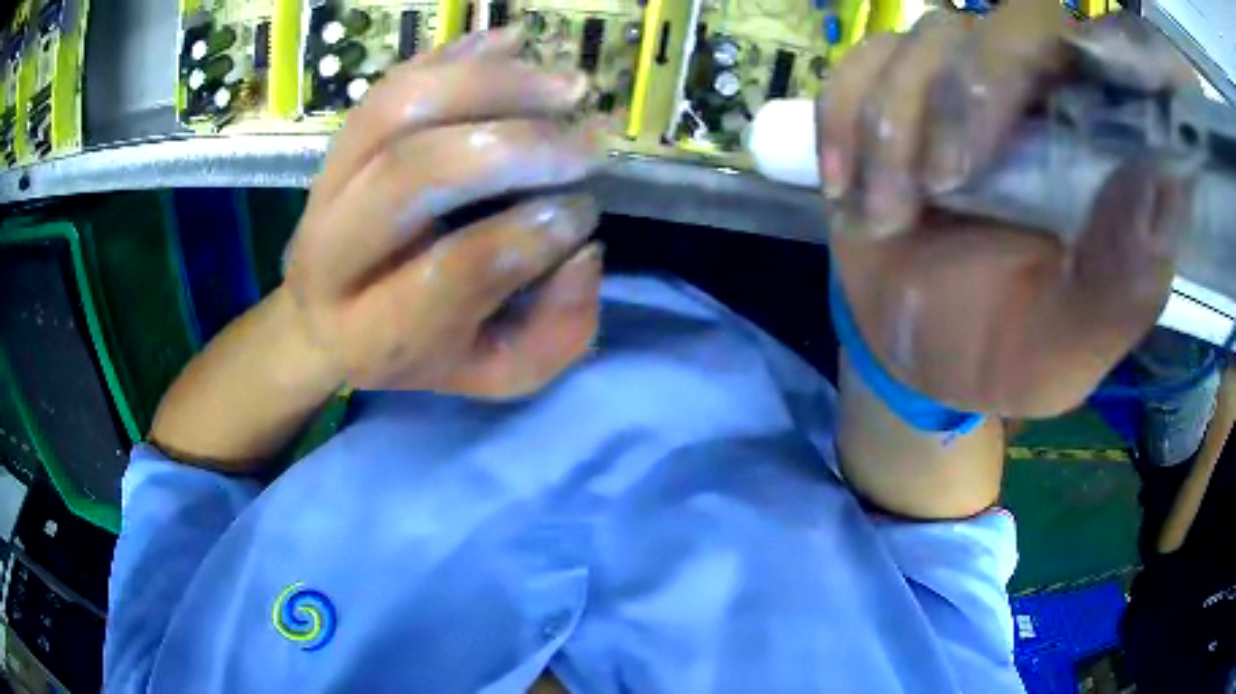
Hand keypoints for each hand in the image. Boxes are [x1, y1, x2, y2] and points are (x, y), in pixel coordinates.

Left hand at [284, 28, 604, 397]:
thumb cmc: (416, 354)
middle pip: (412, 173)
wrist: (325, 319)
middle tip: (589, 142)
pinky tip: (513, 44)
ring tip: (565, 86)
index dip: (532, 234)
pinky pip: (391, 84)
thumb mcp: (494, 374)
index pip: (454, 271)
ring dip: (491, 84)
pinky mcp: (334, 145)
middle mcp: (331, 256)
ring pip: (399, 109)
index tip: (585, 213)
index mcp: (373, 333)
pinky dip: (455, 55)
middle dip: (515, 147)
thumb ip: (554, 335)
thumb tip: (584, 251)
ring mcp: (324, 187)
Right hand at [821, 2, 1199, 416]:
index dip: (1099, 56)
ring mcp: (965, 77)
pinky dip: (843, 119)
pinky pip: (860, 62)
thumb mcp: (1070, 346)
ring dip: (895, 128)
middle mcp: (1044, 94)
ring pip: (930, 38)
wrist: (915, 348)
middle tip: (943, 184)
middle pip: (1015, 21)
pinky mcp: (895, 85)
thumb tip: (1164, 182)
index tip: (1067, 99)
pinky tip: (845, 186)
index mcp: (1104, 152)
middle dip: (971, 93)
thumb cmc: (1005, 351)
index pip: (1112, 59)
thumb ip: (1123, 280)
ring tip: (887, 217)